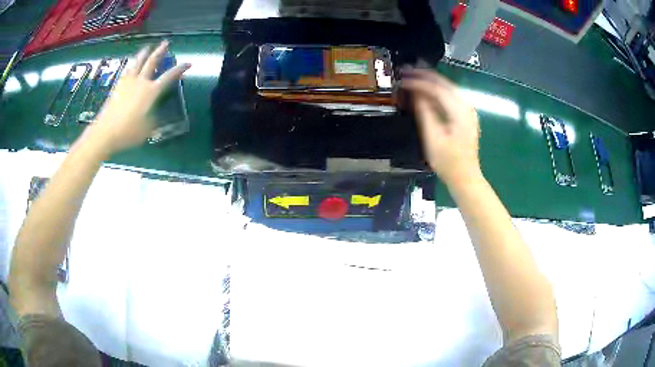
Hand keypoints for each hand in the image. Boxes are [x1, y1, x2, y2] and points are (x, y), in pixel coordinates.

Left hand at [84, 40, 190, 154]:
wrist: (105, 132)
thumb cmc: (128, 132)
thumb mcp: (147, 129)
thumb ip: (155, 120)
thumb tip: (158, 117)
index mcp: (151, 92)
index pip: (169, 77)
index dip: (180, 69)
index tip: (188, 63)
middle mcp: (141, 82)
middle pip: (152, 62)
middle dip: (160, 51)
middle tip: (166, 43)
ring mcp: (128, 83)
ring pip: (138, 63)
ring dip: (144, 54)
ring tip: (147, 48)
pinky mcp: (118, 87)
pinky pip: (126, 71)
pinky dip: (131, 65)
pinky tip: (131, 64)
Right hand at [401, 67, 481, 185]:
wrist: (465, 177)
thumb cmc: (448, 161)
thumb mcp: (433, 137)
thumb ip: (425, 112)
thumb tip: (416, 93)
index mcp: (459, 111)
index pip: (437, 88)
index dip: (419, 82)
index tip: (403, 79)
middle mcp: (467, 106)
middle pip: (445, 84)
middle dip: (426, 76)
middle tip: (407, 71)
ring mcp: (468, 111)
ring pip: (449, 89)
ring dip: (432, 82)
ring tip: (415, 77)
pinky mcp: (466, 117)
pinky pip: (451, 98)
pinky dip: (438, 92)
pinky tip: (428, 92)